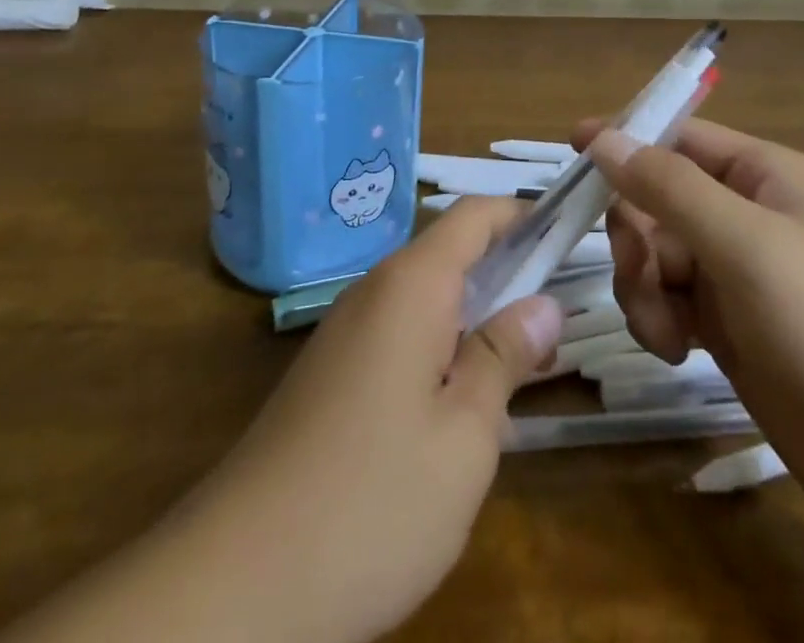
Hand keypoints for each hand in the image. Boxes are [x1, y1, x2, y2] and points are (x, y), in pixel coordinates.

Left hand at [170, 197, 561, 642]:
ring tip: (520, 367)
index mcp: (410, 286)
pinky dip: (439, 348)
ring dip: (474, 317)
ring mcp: (345, 334)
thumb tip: (543, 306)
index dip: (523, 215)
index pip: (474, 216)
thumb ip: (504, 358)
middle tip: (557, 318)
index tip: (569, 234)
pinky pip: (398, 335)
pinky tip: (457, 407)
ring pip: (425, 298)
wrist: (234, 587)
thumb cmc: (370, 502)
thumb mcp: (463, 436)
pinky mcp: (328, 376)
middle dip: (506, 272)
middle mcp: (373, 292)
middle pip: (450, 253)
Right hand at [575, 117, 803, 549]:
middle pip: (657, 199)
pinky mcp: (728, 324)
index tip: (572, 149)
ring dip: (644, 287)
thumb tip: (604, 138)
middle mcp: (747, 213)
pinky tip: (676, 351)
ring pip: (656, 254)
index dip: (626, 139)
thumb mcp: (746, 246)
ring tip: (666, 331)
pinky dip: (659, 319)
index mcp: (763, 175)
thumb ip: (669, 188)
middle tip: (640, 274)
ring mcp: (737, 272)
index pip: (679, 137)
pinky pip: (668, 299)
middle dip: (637, 236)